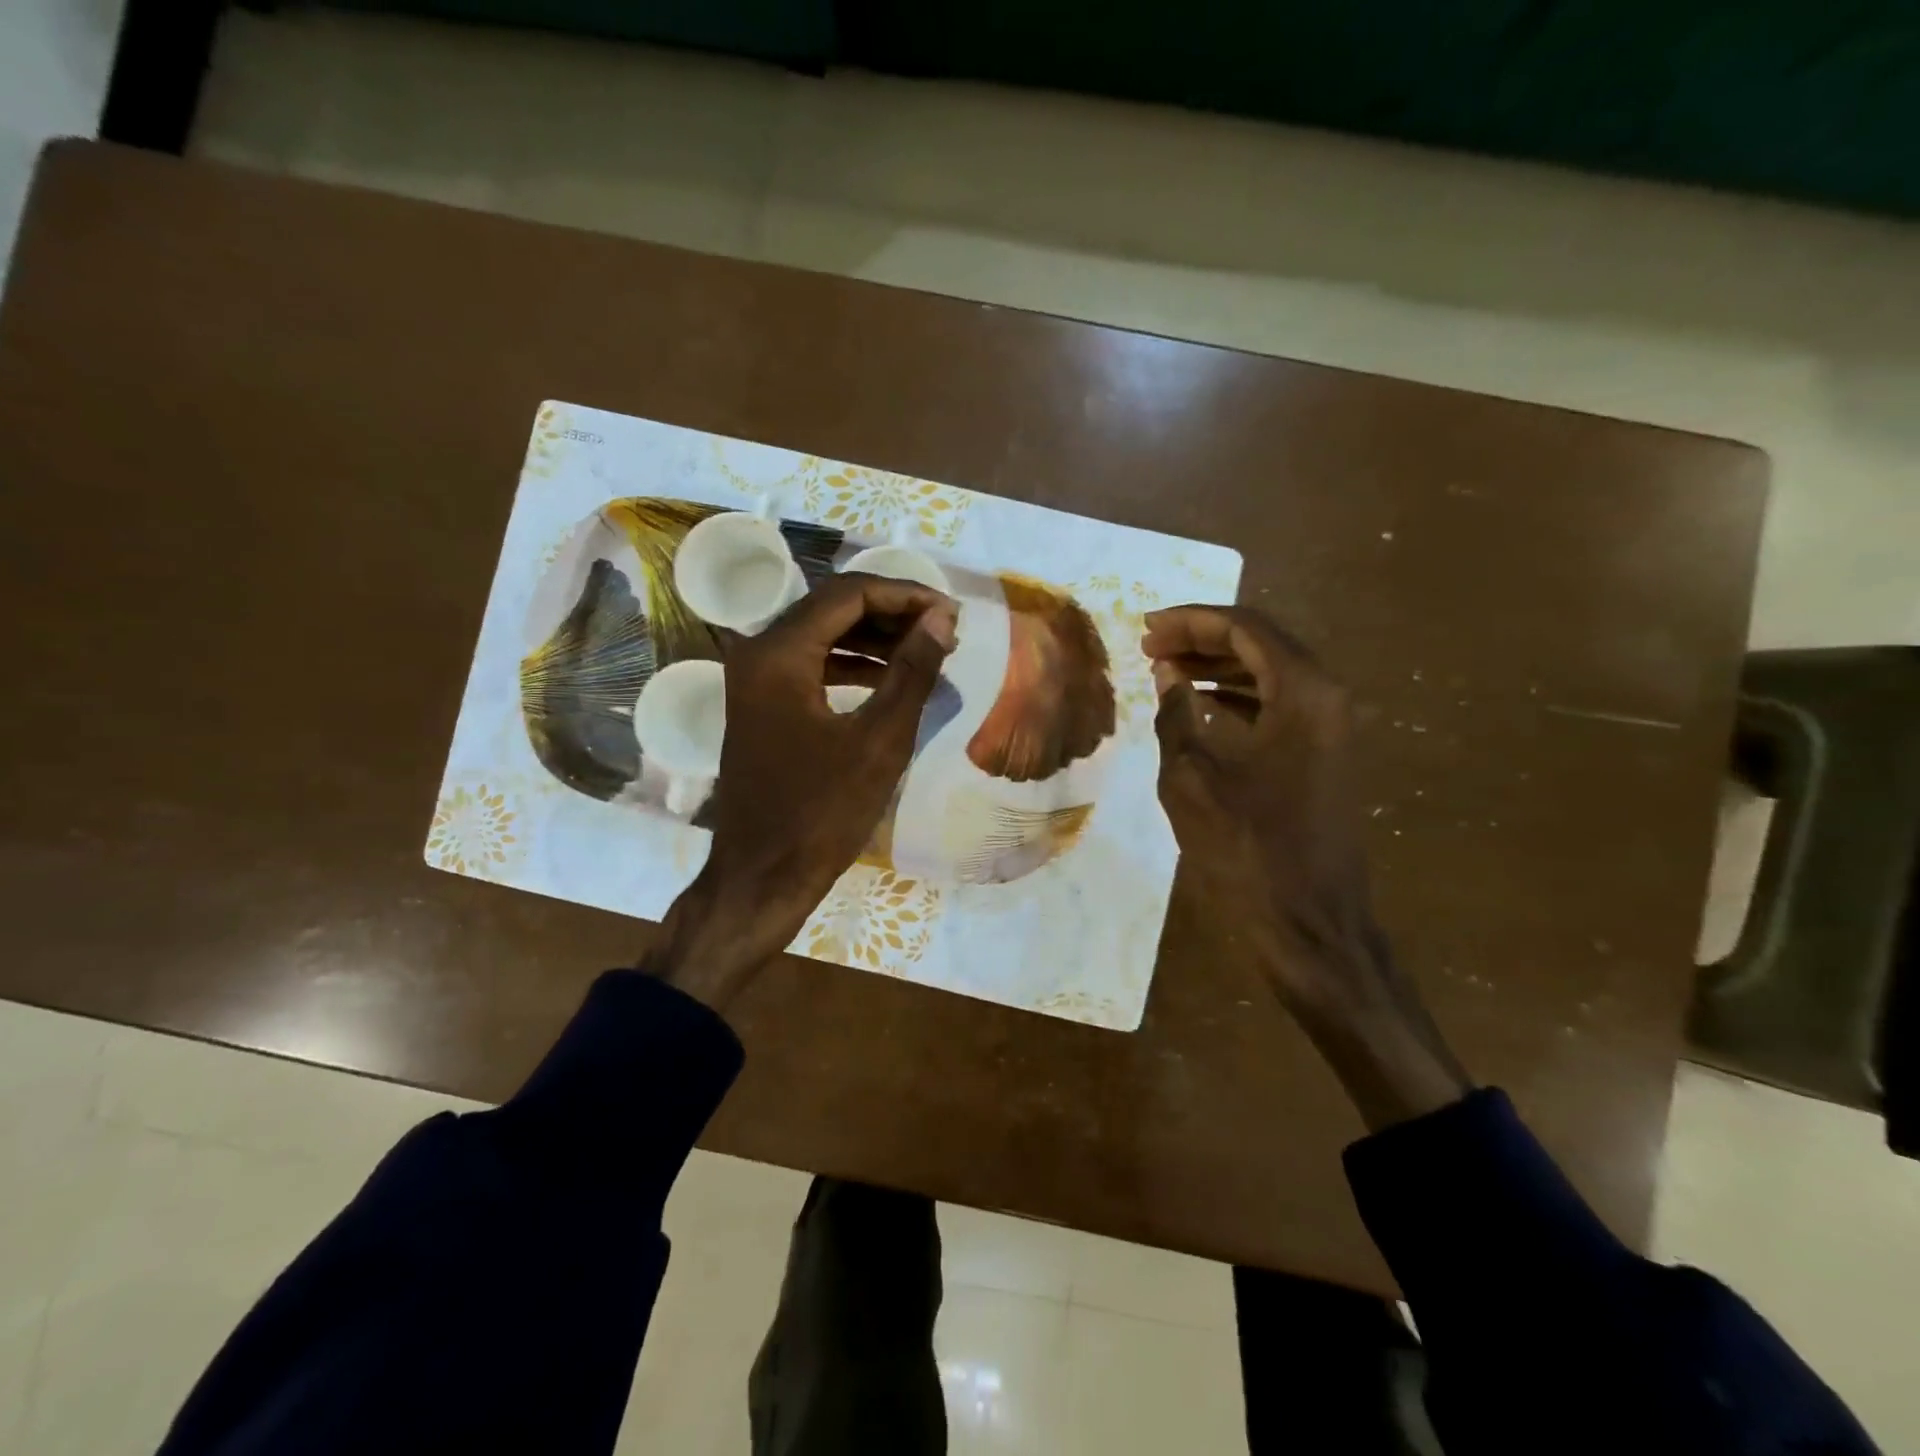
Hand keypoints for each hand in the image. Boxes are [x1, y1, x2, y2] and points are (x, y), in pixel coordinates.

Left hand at [651, 574, 957, 1008]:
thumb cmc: (823, 812)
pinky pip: (811, 666)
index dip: (905, 595)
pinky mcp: (762, 705)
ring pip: (822, 636)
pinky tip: (888, 678)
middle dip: (892, 613)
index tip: (950, 612)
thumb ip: (912, 671)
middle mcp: (758, 653)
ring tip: (926, 650)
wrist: (763, 877)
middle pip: (832, 609)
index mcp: (779, 653)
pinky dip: (851, 665)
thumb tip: (942, 618)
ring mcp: (755, 680)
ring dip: (874, 638)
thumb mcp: (879, 740)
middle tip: (943, 629)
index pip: (849, 595)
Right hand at [1144, 605, 1470, 1129]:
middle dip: (1202, 639)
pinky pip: (1279, 706)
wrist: (1310, 925)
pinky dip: (1237, 697)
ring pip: (1271, 673)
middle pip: (1262, 643)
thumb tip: (1167, 674)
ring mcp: (1332, 728)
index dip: (1191, 621)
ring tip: (1165, 670)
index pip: (1244, 628)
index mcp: (1303, 693)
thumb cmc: (1247, 850)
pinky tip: (1199, 706)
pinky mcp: (1325, 756)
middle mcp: (1328, 698)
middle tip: (1149, 646)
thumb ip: (1176, 715)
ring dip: (1218, 666)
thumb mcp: (1191, 780)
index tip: (1145, 628)